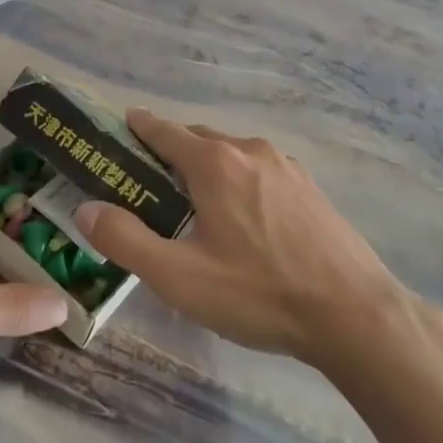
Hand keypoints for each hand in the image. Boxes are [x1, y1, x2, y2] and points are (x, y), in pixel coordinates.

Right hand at [77, 109, 409, 364]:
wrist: (356, 315)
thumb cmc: (258, 293)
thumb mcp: (179, 276)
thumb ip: (125, 240)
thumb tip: (87, 209)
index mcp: (214, 162)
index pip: (163, 129)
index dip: (137, 126)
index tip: (118, 127)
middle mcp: (249, 150)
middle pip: (197, 139)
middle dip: (169, 152)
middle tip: (149, 185)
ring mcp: (286, 166)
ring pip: (231, 154)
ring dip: (206, 168)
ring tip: (194, 207)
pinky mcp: (310, 188)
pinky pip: (259, 171)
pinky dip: (238, 181)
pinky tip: (242, 220)